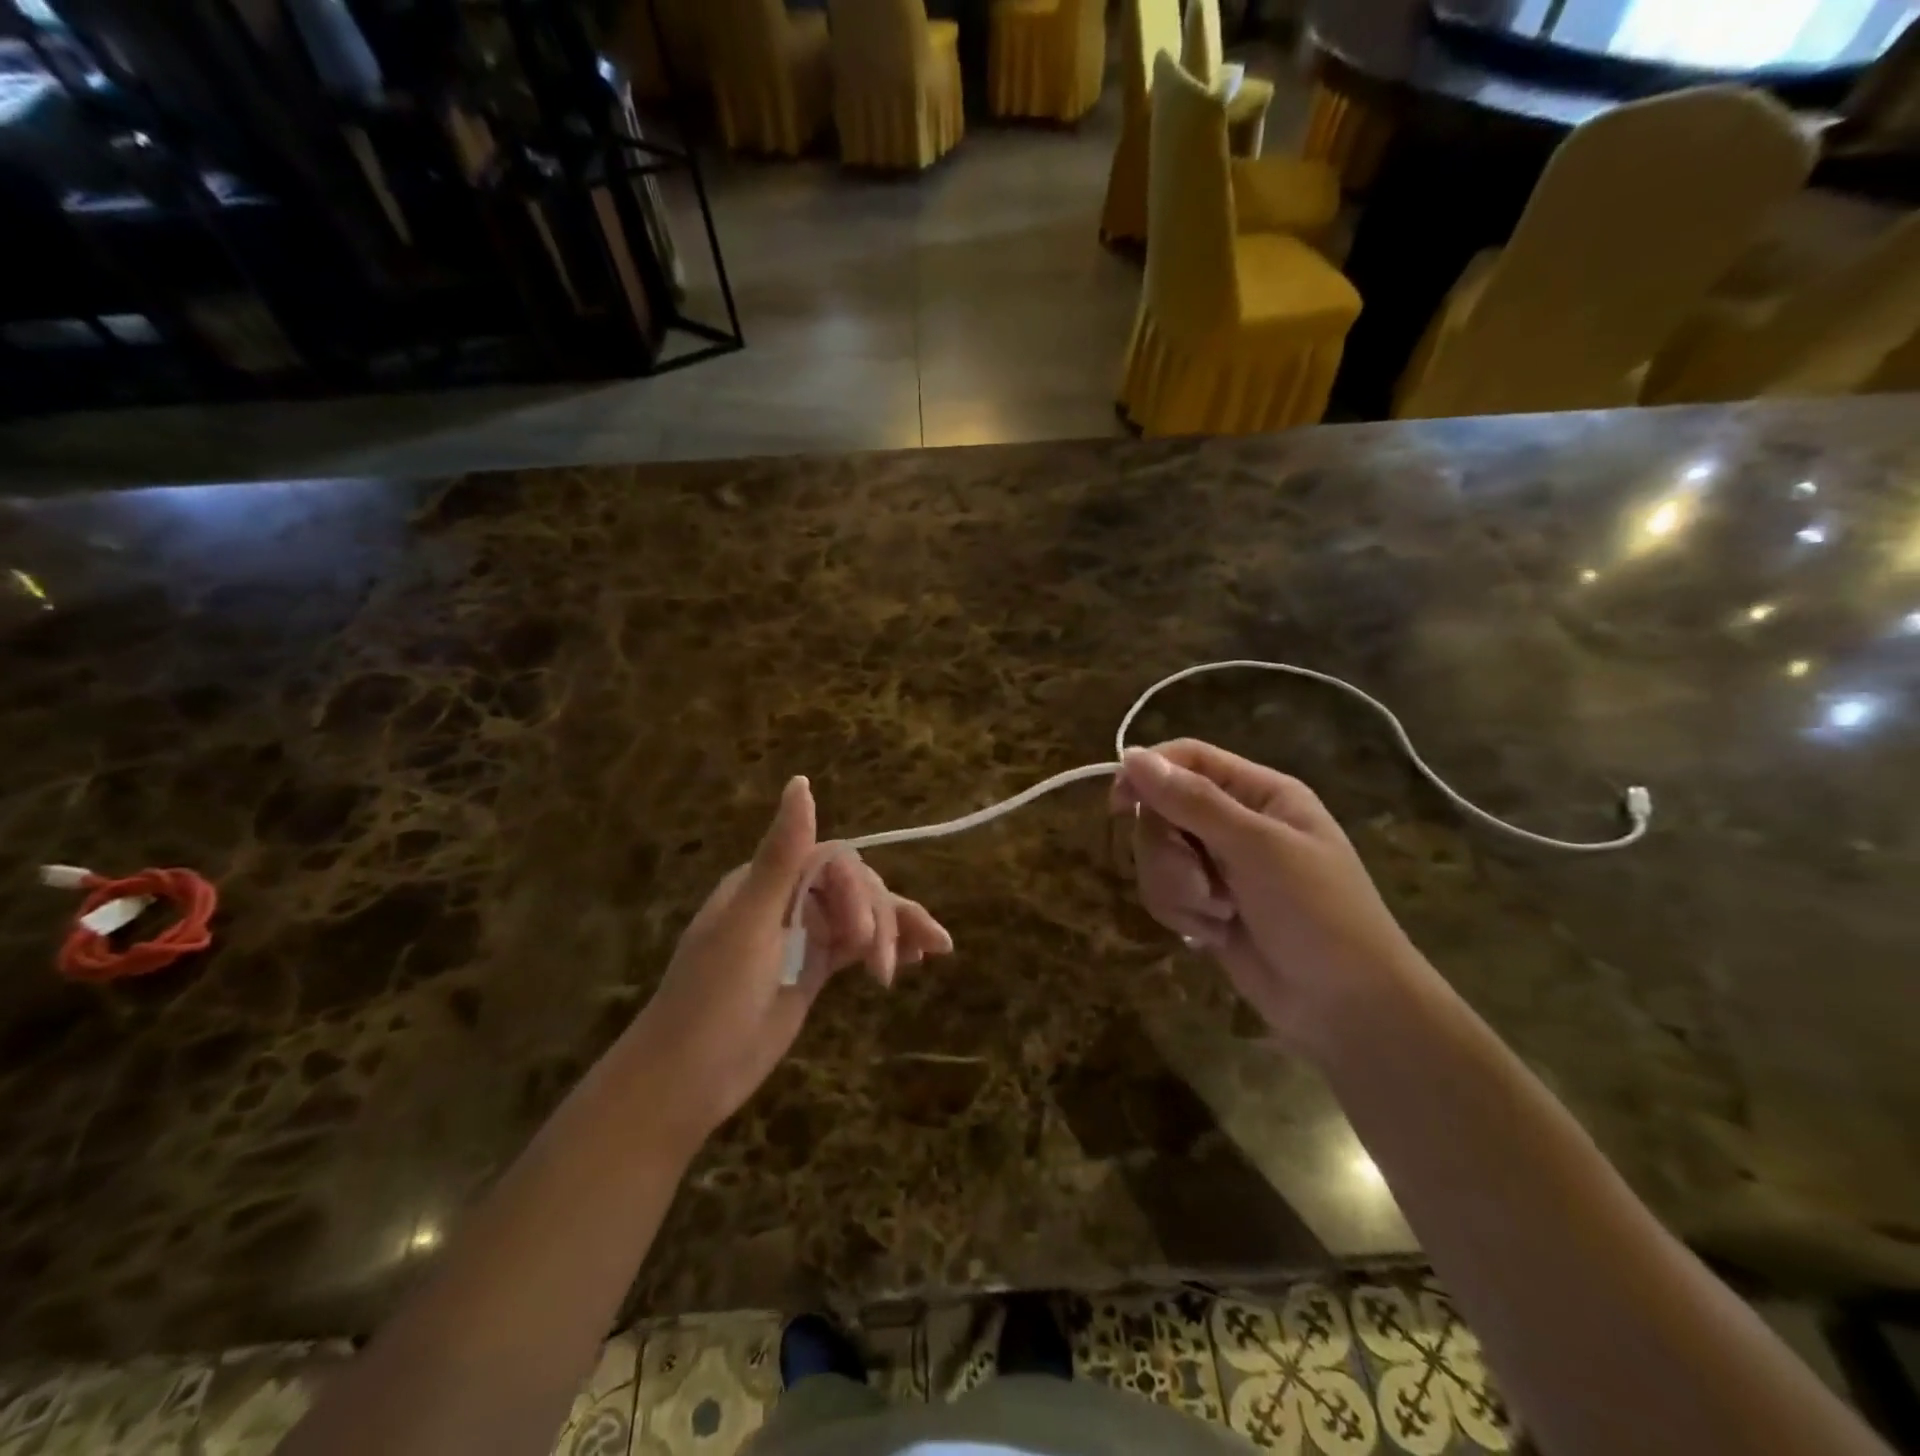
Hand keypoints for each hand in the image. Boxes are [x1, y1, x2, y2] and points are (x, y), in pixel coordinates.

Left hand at [623, 777, 952, 1150]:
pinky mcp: (814, 967)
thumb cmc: (712, 999)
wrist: (687, 1081)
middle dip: (878, 919)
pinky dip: (888, 948)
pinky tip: (915, 959)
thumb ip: (782, 856)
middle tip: (883, 967)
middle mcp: (787, 898)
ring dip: (897, 929)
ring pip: (862, 915)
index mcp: (766, 880)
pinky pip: (858, 946)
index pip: (832, 863)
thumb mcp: (749, 925)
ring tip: (934, 951)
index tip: (863, 939)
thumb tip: (801, 783)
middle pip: (854, 887)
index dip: (857, 893)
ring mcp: (802, 934)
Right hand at [1113, 740, 1427, 1054]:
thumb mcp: (1258, 849)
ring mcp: (1219, 865)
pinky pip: (1164, 891)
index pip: (1187, 759)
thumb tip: (1130, 756)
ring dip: (1177, 888)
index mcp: (1259, 793)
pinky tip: (1215, 933)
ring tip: (1218, 914)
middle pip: (1161, 810)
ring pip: (1157, 855)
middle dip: (1169, 852)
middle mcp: (1235, 821)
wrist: (1347, 1008)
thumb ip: (1193, 802)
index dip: (1148, 773)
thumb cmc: (1318, 915)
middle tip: (1202, 883)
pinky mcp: (1206, 904)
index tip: (1119, 804)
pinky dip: (1182, 913)